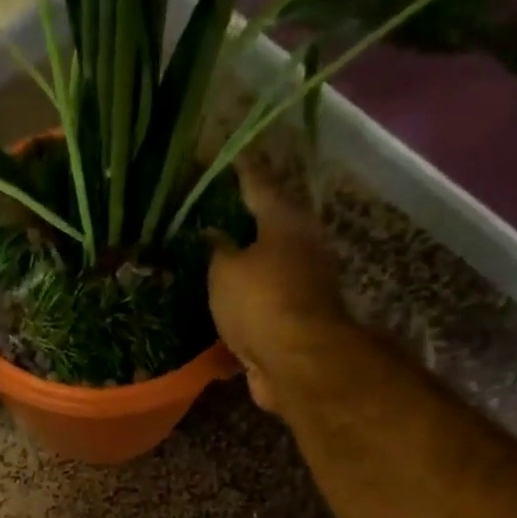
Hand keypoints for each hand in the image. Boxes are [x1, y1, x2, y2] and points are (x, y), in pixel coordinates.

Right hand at [207, 168, 345, 413]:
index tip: (229, 154)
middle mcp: (301, 247)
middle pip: (270, 226)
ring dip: (245, 265)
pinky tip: (224, 304)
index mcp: (286, 222)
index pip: (260, 183)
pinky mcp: (296, 322)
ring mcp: (303, 287)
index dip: (242, 169)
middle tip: (215, 212)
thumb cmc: (262, 302)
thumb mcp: (226, 270)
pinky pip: (263, 304)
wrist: (297, 363)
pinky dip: (246, 302)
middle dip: (245, 220)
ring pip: (267, 267)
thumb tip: (214, 236)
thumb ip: (218, 250)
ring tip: (213, 260)